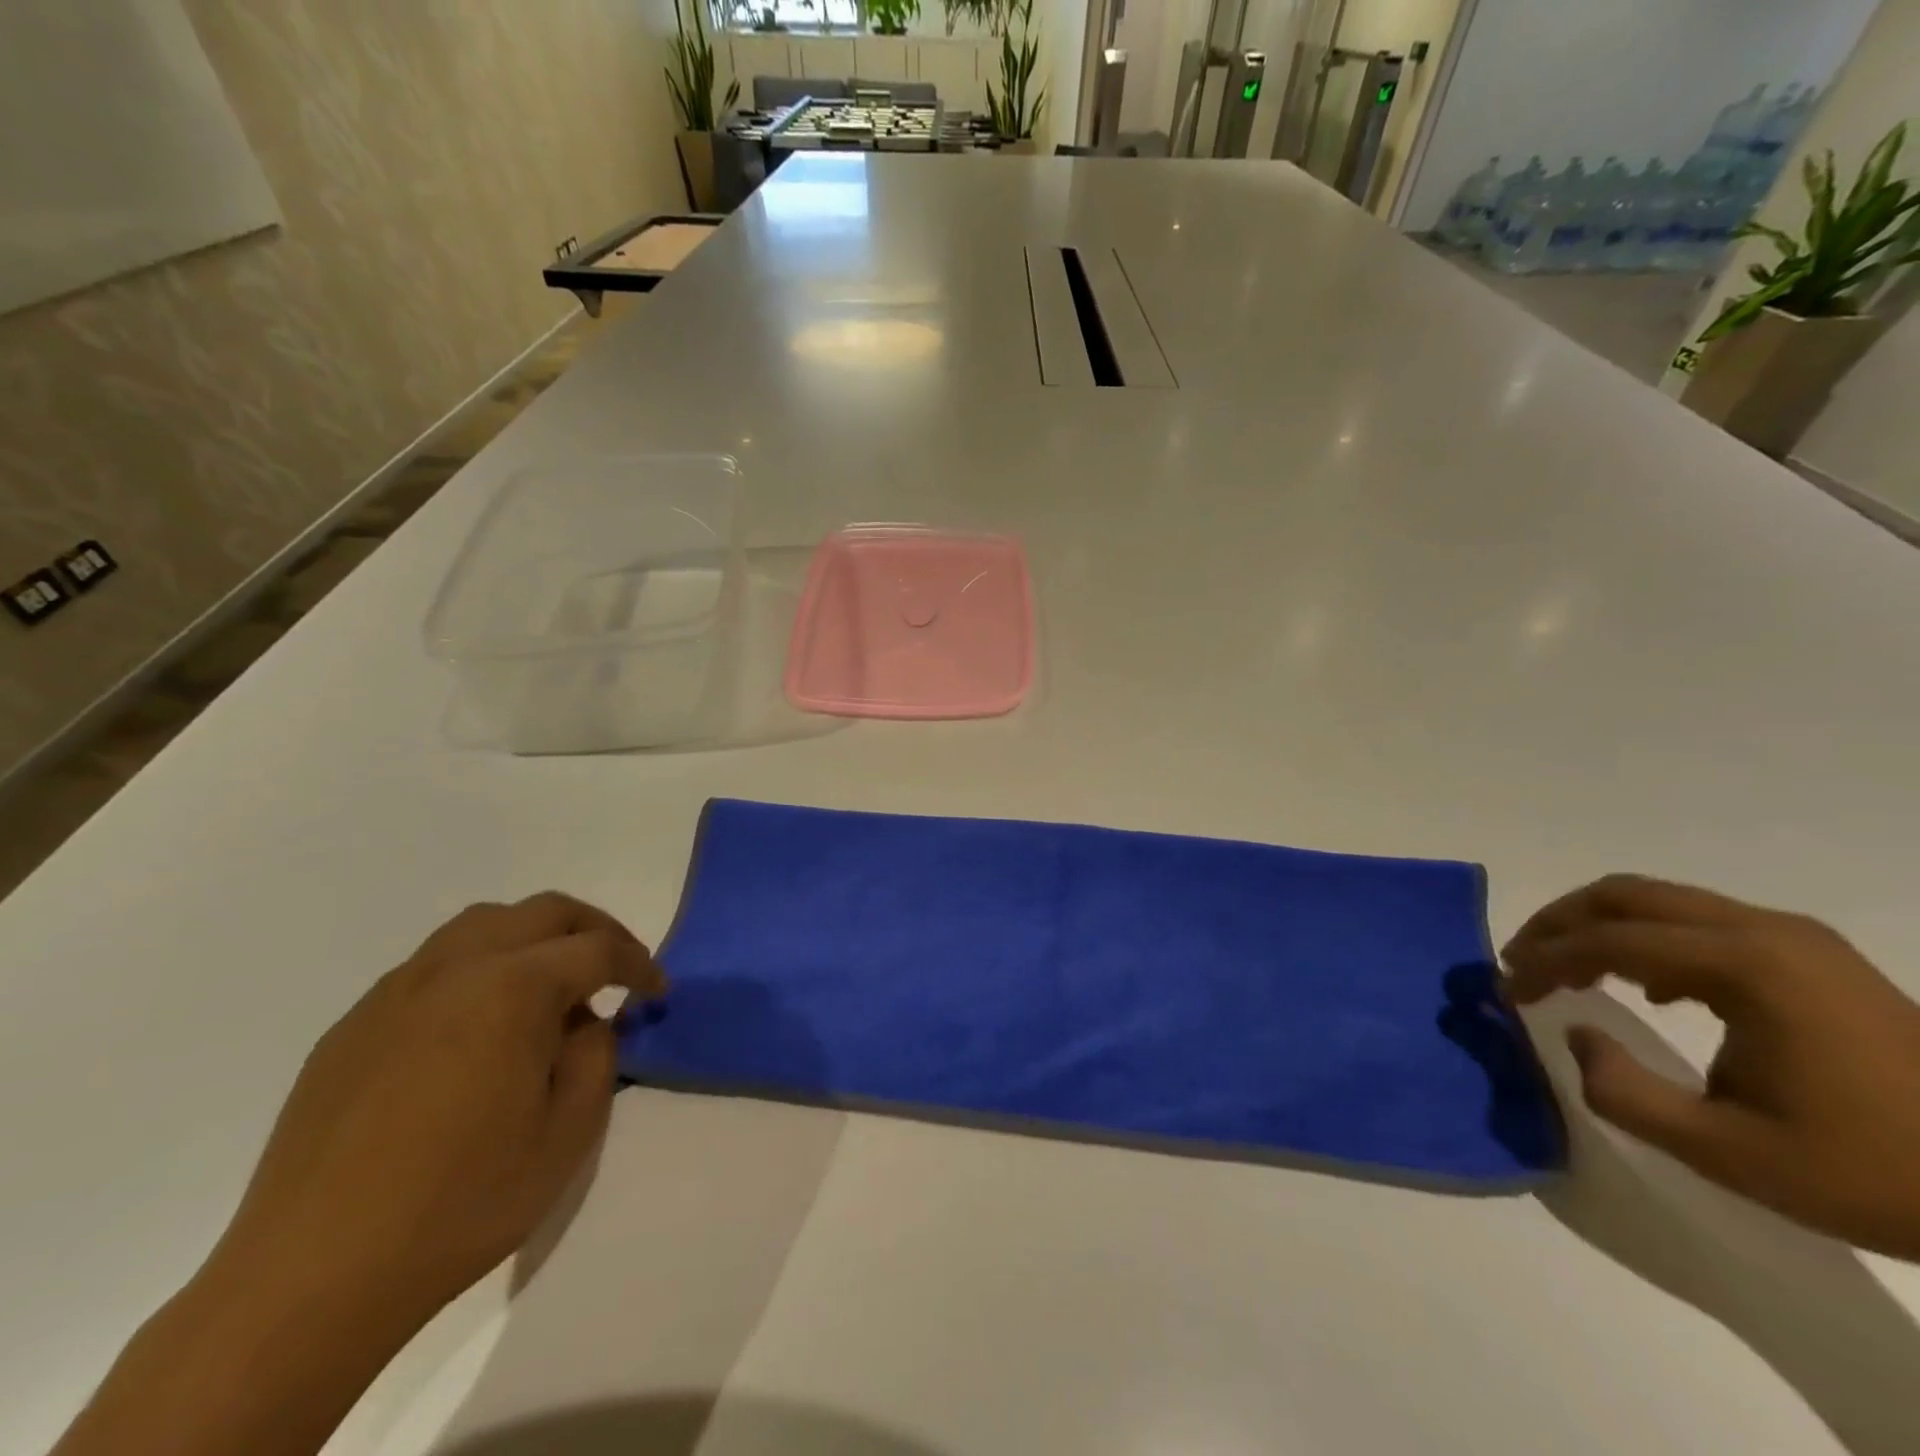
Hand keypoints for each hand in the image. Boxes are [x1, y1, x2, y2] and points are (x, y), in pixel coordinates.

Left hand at [54, 893, 664, 1455]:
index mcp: (513, 988)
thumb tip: (586, 1023)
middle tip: (617, 970)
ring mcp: (396, 992)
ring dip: (533, 938)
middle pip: (544, 912)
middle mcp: (455, 968)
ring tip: (550, 986)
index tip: (657, 992)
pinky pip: (433, 965)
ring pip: (483, 924)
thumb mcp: (569, 1134)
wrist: (309, 1280)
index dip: (639, 964)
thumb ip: (596, 1057)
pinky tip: (479, 1027)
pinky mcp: (354, 1025)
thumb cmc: (461, 1204)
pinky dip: (479, 968)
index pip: (597, 948)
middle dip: (594, 930)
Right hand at [1505, 875, 1919, 1258]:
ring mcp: (1793, 937)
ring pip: (1659, 900)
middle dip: (1558, 923)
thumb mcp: (1727, 1153)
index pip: (1606, 942)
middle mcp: (1762, 930)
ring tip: (1567, 971)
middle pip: (1624, 895)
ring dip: (1599, 927)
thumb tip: (1574, 1034)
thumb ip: (1622, 1092)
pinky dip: (1648, 938)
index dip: (1543, 962)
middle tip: (1521, 962)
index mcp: (1742, 966)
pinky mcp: (1811, 953)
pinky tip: (1648, 987)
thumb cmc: (1872, 1172)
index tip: (1509, 993)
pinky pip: (1700, 920)